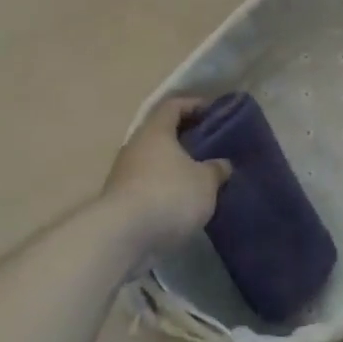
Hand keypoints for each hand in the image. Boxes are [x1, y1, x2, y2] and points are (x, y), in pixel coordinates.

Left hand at [103, 97, 230, 246]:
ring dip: (174, 166)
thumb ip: (216, 169)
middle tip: (211, 146)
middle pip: (162, 133)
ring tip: (200, 177)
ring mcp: (123, 173)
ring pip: (154, 160)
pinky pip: (148, 184)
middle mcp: (135, 146)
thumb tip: (222, 164)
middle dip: (186, 138)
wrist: (122, 236)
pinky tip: (182, 201)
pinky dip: (165, 187)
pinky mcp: (120, 200)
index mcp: (155, 131)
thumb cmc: (168, 195)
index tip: (214, 112)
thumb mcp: (205, 182)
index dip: (195, 105)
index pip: (174, 105)